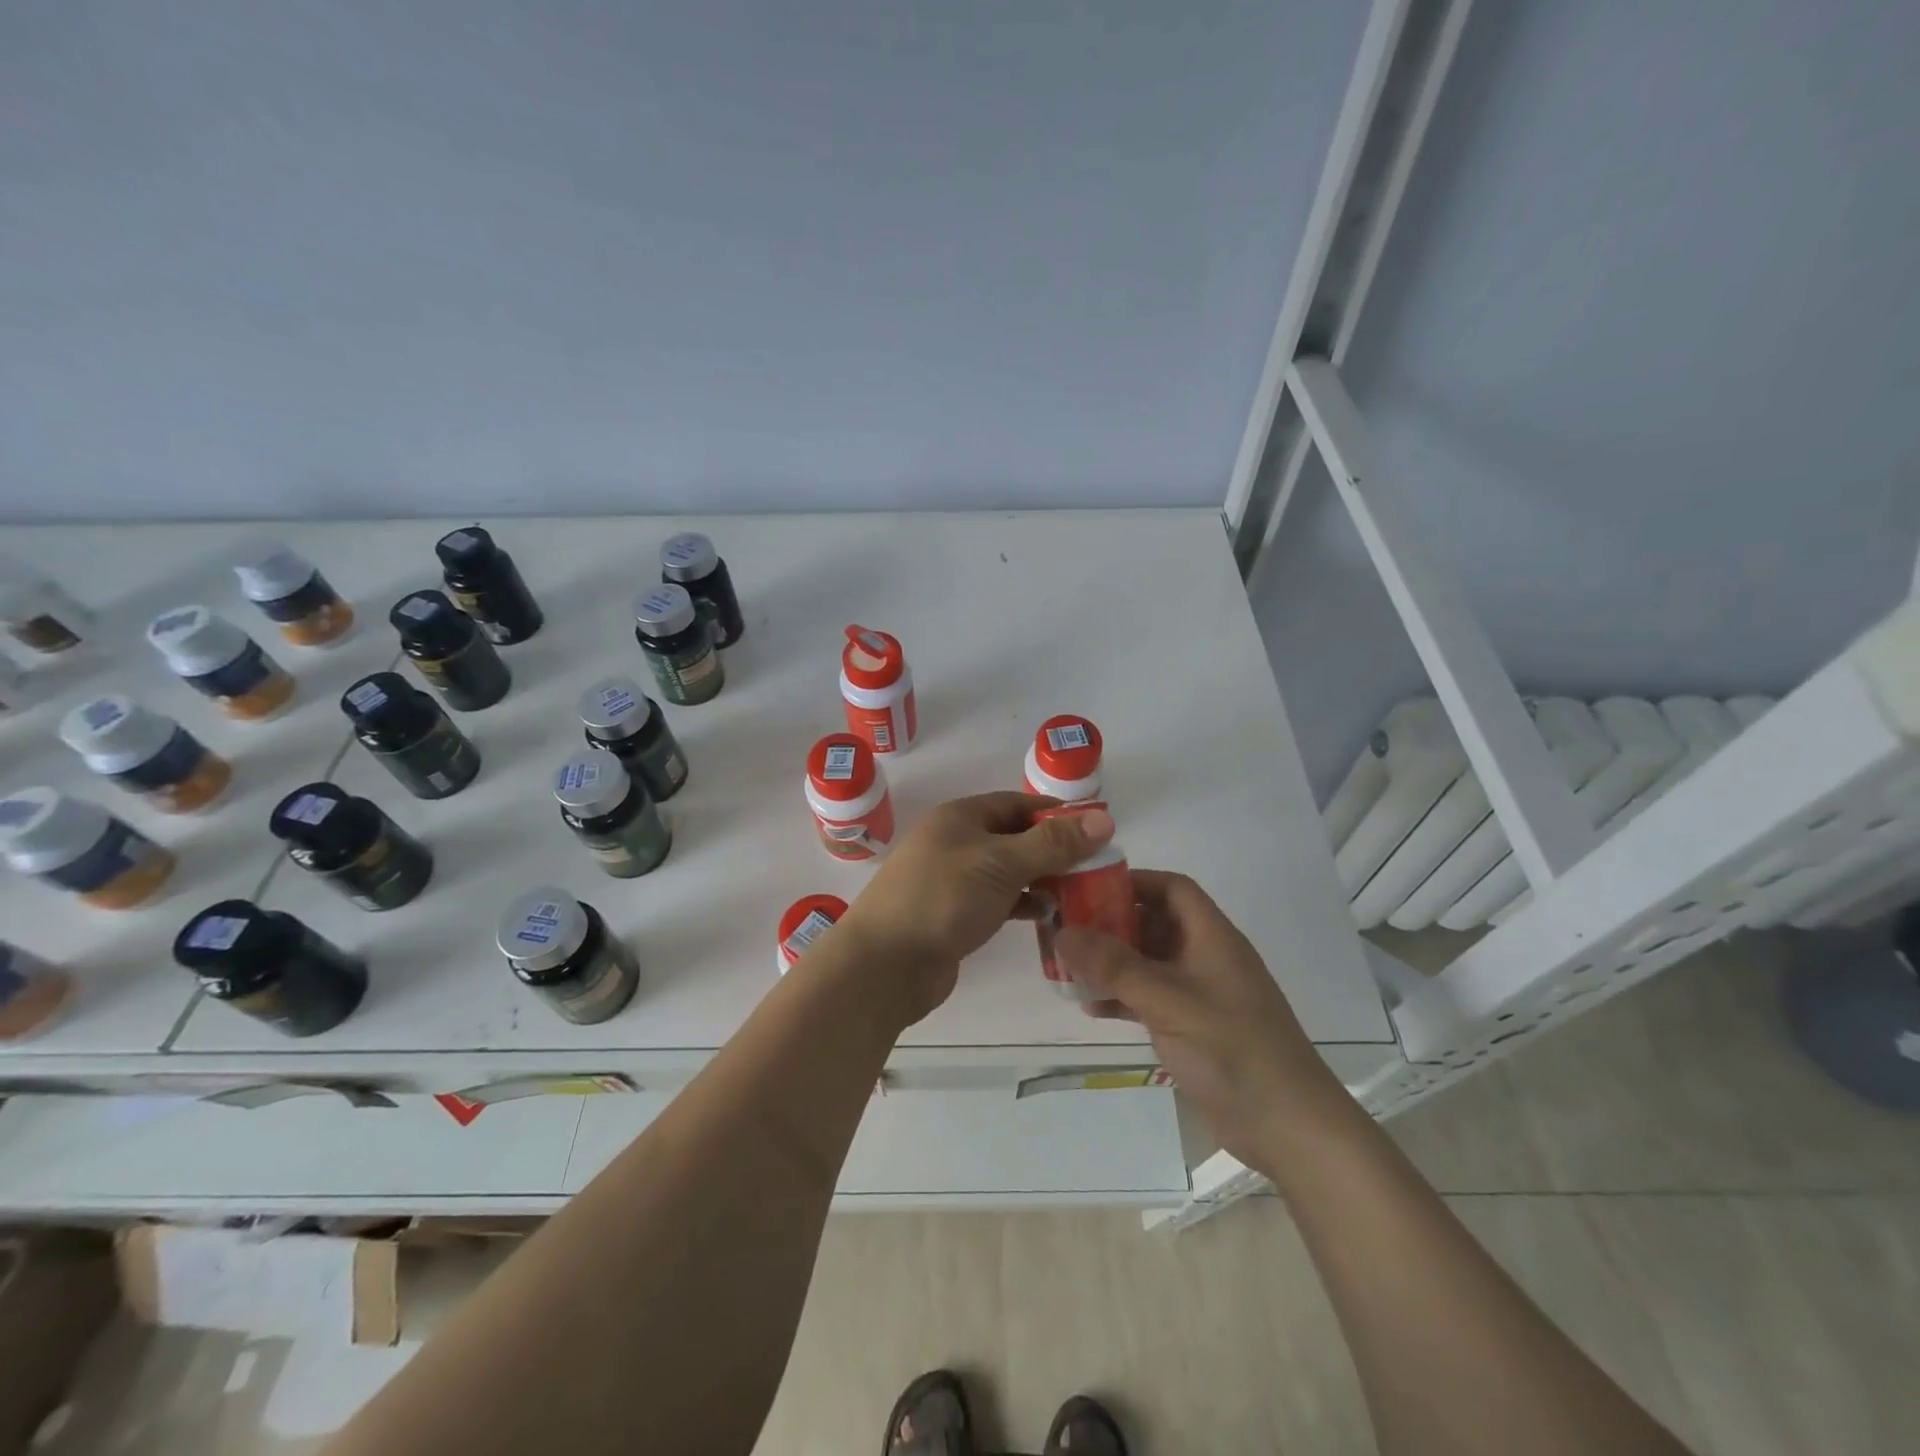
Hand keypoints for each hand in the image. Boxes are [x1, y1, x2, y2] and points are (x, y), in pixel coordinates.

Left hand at [836, 793, 1115, 1026]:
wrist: (885, 964)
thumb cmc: (943, 898)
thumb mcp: (1001, 863)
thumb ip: (1052, 843)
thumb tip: (1104, 818)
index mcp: (961, 816)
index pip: (1018, 804)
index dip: (1056, 813)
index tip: (1096, 829)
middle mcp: (956, 842)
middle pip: (1015, 837)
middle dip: (1054, 850)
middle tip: (1097, 867)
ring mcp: (954, 879)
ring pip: (1009, 871)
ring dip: (1042, 879)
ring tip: (1081, 894)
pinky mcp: (955, 914)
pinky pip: (999, 900)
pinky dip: (1024, 904)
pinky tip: (1049, 917)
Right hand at [1057, 871, 1348, 1165]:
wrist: (1287, 1128)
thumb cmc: (1232, 1049)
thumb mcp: (1169, 1000)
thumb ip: (1115, 966)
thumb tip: (1063, 932)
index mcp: (1211, 937)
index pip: (1172, 889)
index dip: (1133, 881)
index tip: (1088, 888)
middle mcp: (1205, 957)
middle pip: (1154, 923)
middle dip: (1111, 923)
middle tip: (1066, 929)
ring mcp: (1199, 994)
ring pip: (1147, 962)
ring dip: (1111, 962)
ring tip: (1069, 968)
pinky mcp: (1193, 1027)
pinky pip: (1148, 998)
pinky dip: (1121, 997)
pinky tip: (1091, 1008)